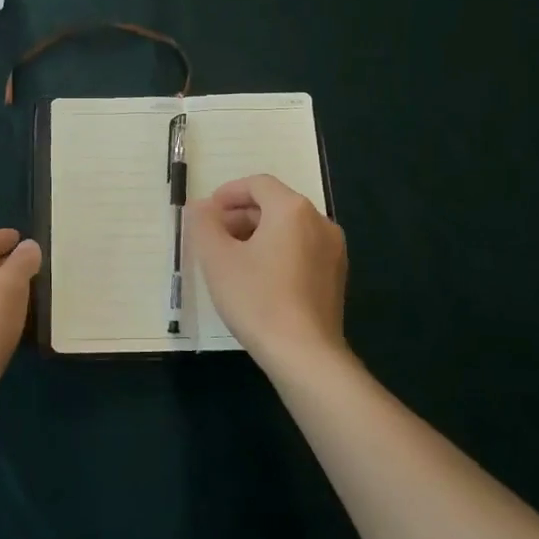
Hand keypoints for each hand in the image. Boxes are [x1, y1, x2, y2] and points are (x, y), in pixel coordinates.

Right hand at [189, 175, 347, 374]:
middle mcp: (319, 221)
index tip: (207, 212)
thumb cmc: (257, 299)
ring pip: (289, 228)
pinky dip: (278, 251)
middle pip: (274, 204)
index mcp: (292, 209)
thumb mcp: (217, 259)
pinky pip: (302, 249)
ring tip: (232, 258)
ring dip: (258, 234)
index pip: (258, 184)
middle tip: (214, 236)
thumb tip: (202, 207)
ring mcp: (333, 250)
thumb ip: (204, 224)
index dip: (228, 193)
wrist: (304, 354)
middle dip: (241, 215)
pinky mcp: (336, 276)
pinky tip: (258, 278)